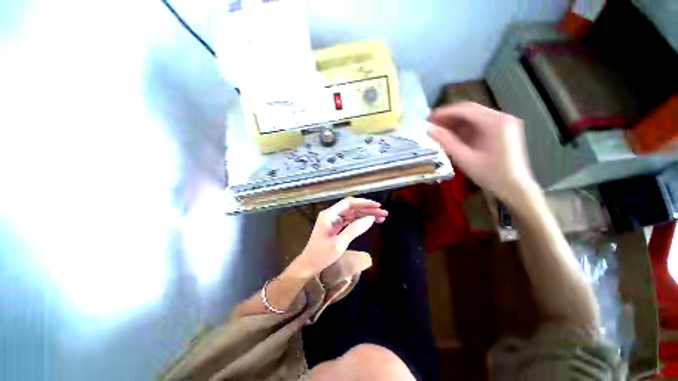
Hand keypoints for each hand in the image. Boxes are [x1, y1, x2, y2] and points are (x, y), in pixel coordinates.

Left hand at [288, 198, 387, 277]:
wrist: (308, 265)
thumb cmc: (321, 255)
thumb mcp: (339, 243)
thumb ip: (355, 229)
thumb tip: (370, 219)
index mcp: (329, 215)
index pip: (349, 203)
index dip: (364, 203)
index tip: (377, 206)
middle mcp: (331, 214)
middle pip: (352, 208)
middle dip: (368, 209)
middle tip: (383, 213)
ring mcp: (333, 220)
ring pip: (352, 214)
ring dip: (365, 215)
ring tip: (380, 218)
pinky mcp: (335, 227)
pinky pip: (349, 220)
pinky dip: (359, 221)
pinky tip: (369, 223)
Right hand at [427, 102, 538, 205]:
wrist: (515, 188)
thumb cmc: (490, 175)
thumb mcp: (465, 158)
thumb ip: (446, 141)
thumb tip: (429, 129)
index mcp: (496, 122)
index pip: (466, 110)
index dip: (445, 113)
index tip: (428, 118)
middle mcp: (502, 118)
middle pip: (471, 111)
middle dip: (449, 116)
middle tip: (431, 123)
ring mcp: (503, 124)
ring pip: (474, 117)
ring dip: (455, 123)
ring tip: (438, 129)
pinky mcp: (502, 131)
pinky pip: (479, 125)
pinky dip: (464, 129)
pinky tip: (452, 135)